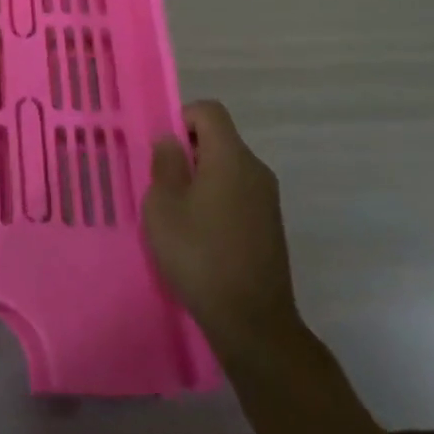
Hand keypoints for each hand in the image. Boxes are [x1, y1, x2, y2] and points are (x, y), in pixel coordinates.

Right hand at [143, 100, 302, 356]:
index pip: (209, 111)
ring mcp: (268, 199)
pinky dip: (218, 200)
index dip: (182, 118)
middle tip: (163, 185)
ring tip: (179, 213)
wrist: (253, 322)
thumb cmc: (199, 255)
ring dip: (202, 179)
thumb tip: (172, 140)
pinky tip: (202, 235)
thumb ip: (165, 164)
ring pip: (229, 168)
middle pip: (220, 139)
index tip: (164, 151)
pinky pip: (239, 194)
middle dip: (189, 152)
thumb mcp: (163, 206)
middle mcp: (255, 170)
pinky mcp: (271, 226)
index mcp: (231, 157)